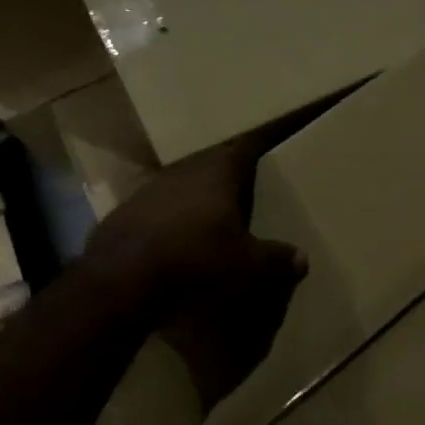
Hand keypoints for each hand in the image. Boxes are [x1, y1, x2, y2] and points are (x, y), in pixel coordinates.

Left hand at [86, 126, 307, 409]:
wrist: (122, 279)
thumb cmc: (196, 261)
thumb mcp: (247, 265)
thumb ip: (276, 259)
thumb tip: (302, 258)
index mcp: (217, 172)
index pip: (244, 148)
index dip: (259, 146)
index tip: (270, 145)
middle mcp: (182, 171)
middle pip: (210, 166)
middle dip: (226, 177)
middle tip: (245, 188)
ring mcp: (147, 191)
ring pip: (180, 187)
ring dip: (194, 200)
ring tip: (210, 217)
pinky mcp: (122, 215)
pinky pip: (155, 212)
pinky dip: (168, 223)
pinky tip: (173, 242)